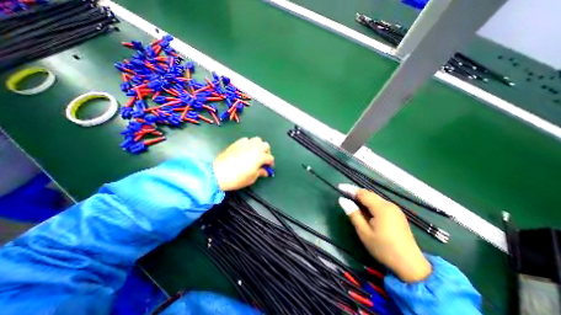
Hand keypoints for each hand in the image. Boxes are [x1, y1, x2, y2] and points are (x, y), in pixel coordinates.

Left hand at [213, 137, 273, 190]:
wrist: (218, 174)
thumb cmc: (237, 178)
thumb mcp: (252, 178)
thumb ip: (261, 172)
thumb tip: (265, 171)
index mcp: (260, 157)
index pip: (270, 158)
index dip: (270, 164)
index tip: (268, 168)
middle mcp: (255, 148)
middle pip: (266, 145)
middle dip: (266, 152)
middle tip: (263, 159)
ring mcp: (246, 144)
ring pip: (257, 140)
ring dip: (259, 146)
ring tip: (255, 153)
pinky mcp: (237, 143)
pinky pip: (246, 140)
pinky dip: (249, 144)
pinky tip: (245, 150)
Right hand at [334, 183, 430, 281]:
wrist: (411, 266)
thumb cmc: (383, 249)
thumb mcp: (364, 233)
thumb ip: (353, 214)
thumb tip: (343, 200)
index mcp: (381, 208)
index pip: (362, 193)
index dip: (350, 189)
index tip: (339, 187)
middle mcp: (389, 205)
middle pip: (369, 194)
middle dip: (356, 192)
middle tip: (343, 192)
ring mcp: (395, 209)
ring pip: (374, 198)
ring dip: (362, 197)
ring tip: (351, 199)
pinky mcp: (397, 214)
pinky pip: (379, 203)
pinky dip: (369, 203)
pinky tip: (364, 207)